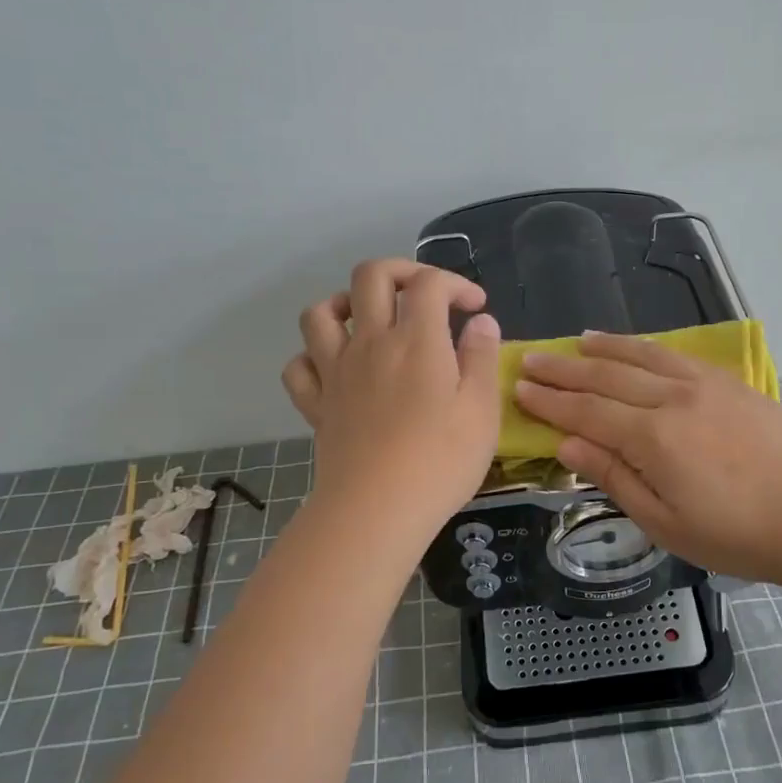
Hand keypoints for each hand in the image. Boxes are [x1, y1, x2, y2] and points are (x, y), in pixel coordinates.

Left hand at [281, 259, 500, 537]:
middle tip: (425, 296)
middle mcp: (370, 343)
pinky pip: (299, 365)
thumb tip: (481, 322)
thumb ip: (482, 358)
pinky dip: (314, 356)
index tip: (475, 308)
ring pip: (320, 312)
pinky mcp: (316, 404)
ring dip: (346, 303)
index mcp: (417, 340)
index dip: (455, 283)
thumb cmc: (440, 461)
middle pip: (370, 276)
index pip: (429, 283)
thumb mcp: (482, 410)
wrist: (377, 511)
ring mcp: (336, 372)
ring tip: (370, 320)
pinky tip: (336, 367)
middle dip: (401, 272)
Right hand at [512, 332, 781, 587]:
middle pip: (607, 377)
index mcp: (653, 438)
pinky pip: (675, 356)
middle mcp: (673, 400)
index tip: (519, 389)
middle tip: (531, 360)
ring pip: (641, 356)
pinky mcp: (729, 383)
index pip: (587, 413)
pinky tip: (634, 347)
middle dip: (564, 370)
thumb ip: (615, 478)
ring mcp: (704, 385)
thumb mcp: (667, 523)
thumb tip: (567, 444)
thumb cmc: (739, 535)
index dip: (550, 402)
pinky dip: (645, 347)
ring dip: (603, 348)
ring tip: (576, 341)